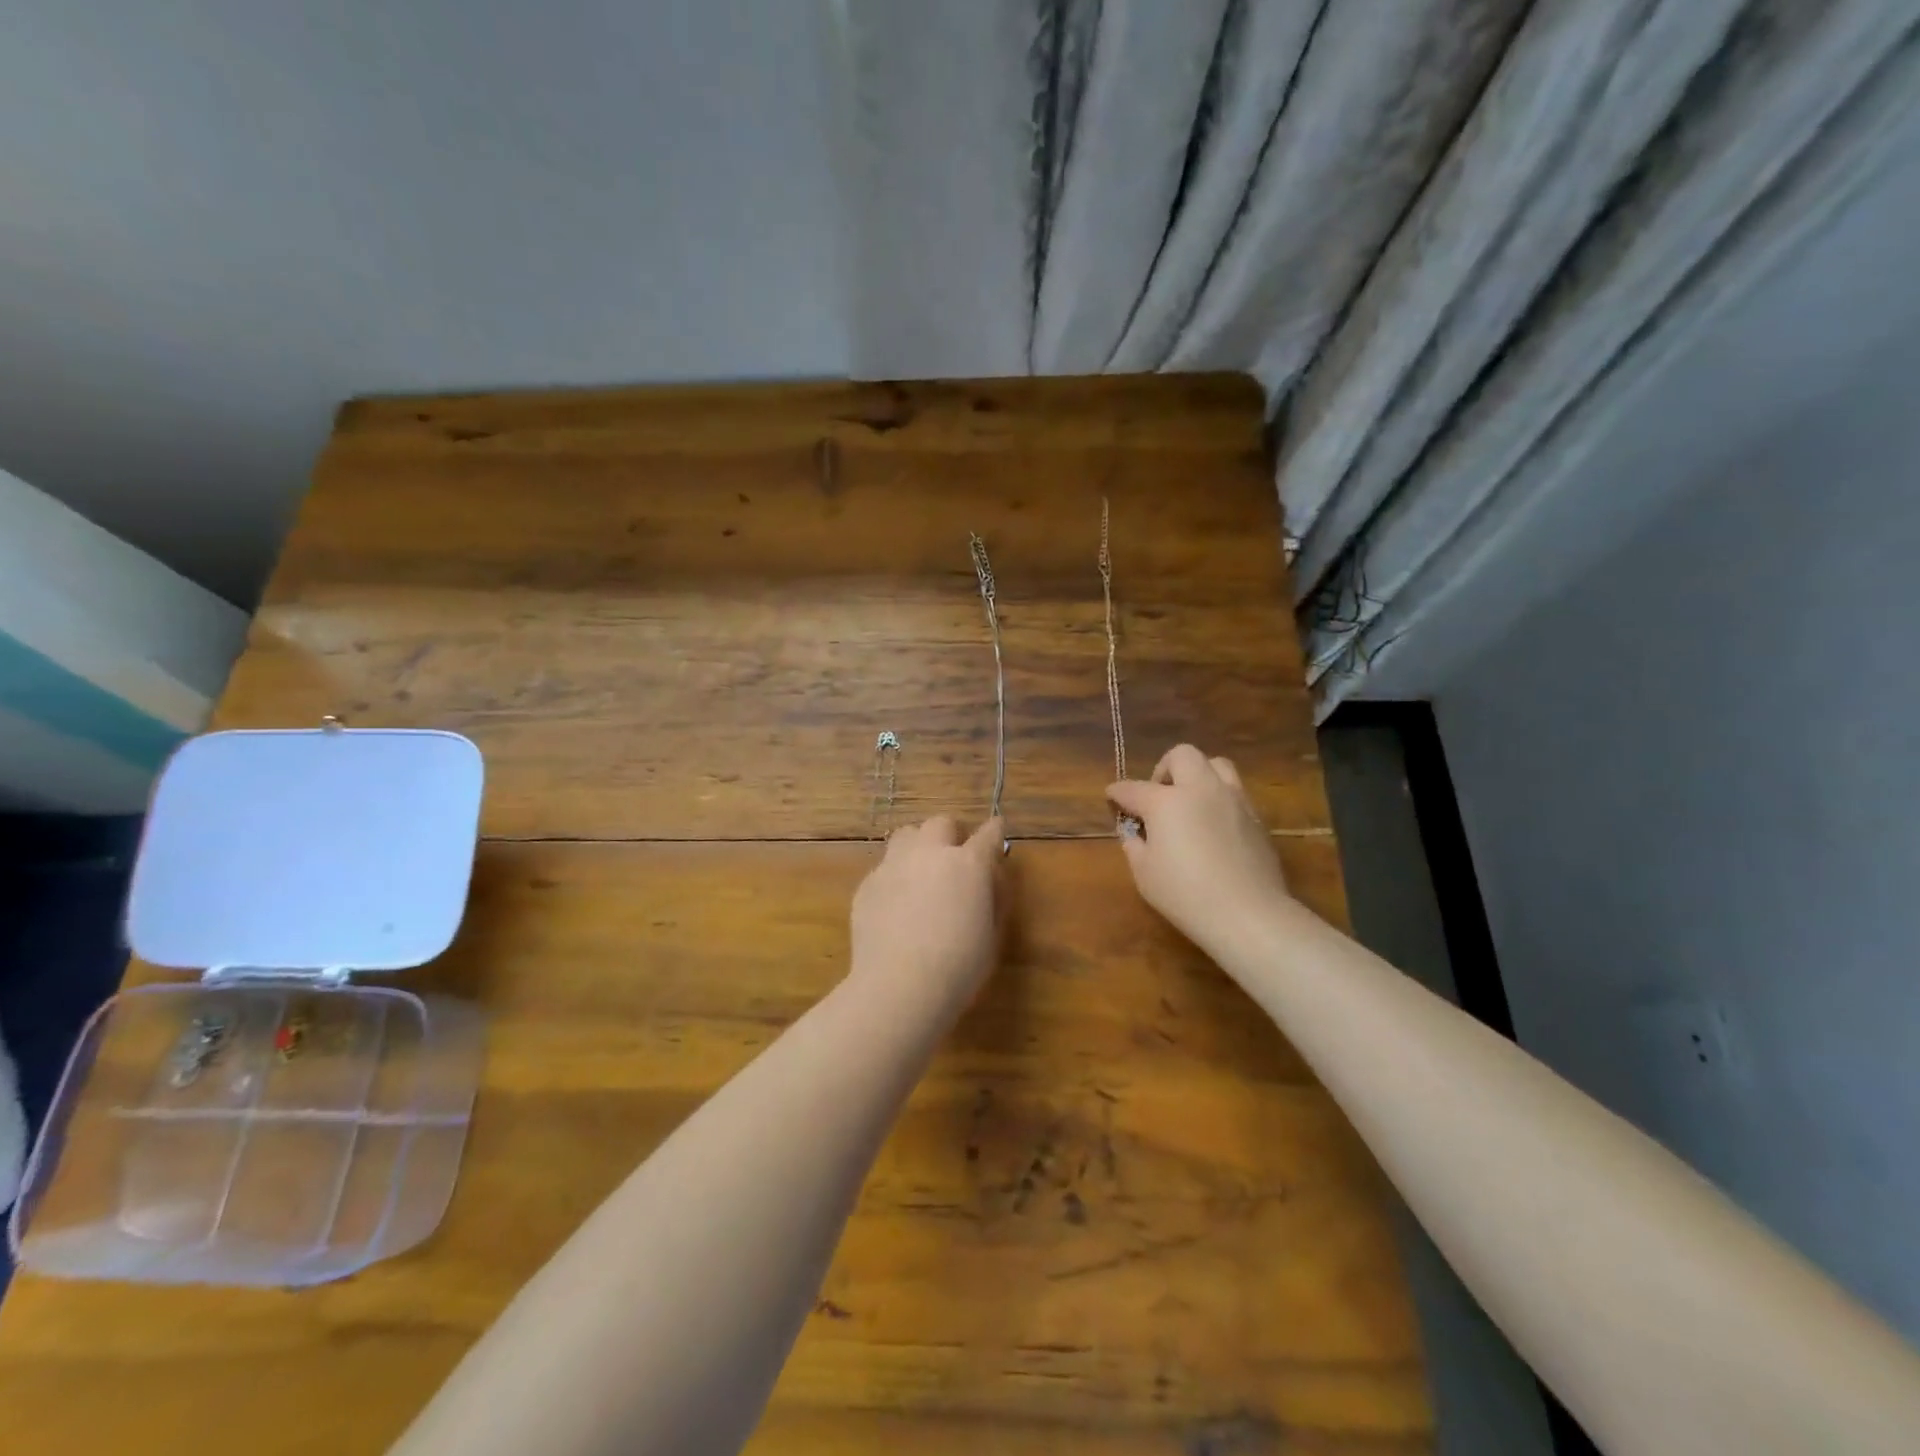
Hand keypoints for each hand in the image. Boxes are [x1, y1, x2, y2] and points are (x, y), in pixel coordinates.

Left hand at [849, 816, 1005, 1020]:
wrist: (899, 987)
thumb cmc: (959, 967)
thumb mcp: (992, 934)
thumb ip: (992, 898)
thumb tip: (989, 878)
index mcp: (968, 864)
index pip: (988, 834)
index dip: (995, 831)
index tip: (996, 831)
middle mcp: (930, 854)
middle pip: (941, 823)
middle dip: (951, 834)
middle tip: (955, 856)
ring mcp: (894, 866)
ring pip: (906, 835)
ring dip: (919, 846)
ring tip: (921, 872)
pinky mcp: (868, 884)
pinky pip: (884, 868)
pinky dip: (895, 877)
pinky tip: (896, 905)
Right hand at [1108, 746, 1291, 956]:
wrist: (1248, 914)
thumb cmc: (1185, 895)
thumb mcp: (1144, 874)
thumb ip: (1135, 846)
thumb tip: (1136, 833)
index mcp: (1166, 802)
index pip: (1133, 788)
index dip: (1118, 792)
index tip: (1112, 795)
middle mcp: (1201, 790)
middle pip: (1182, 755)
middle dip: (1164, 768)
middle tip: (1159, 795)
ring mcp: (1233, 800)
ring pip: (1216, 765)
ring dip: (1198, 775)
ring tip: (1191, 801)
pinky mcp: (1256, 818)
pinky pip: (1235, 793)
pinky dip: (1219, 799)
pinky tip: (1214, 826)